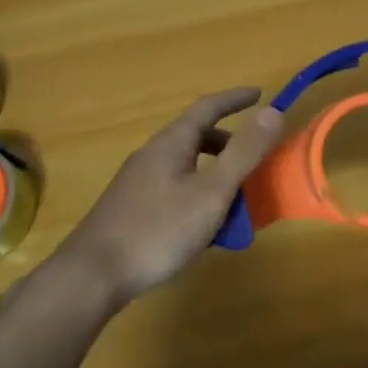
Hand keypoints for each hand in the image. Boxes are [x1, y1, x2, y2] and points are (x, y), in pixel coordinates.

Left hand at [58, 88, 284, 304]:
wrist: (94, 273)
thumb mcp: (211, 191)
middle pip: (195, 136)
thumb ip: (243, 153)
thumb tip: (273, 112)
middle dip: (228, 142)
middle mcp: (152, 154)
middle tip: (255, 157)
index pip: (207, 107)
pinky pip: (173, 187)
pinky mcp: (130, 207)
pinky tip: (203, 226)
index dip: (235, 99)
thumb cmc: (159, 229)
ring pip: (185, 165)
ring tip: (235, 197)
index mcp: (171, 143)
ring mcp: (137, 181)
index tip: (260, 94)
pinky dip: (197, 193)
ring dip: (214, 171)